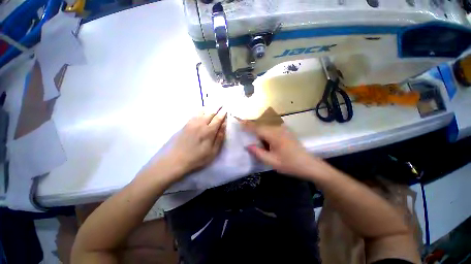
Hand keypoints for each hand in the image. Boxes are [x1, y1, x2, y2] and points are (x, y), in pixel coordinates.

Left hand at [167, 107, 226, 175]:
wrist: (176, 159)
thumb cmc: (197, 157)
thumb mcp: (212, 151)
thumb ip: (219, 137)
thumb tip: (224, 125)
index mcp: (209, 131)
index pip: (218, 119)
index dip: (223, 114)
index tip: (226, 109)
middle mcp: (201, 124)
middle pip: (210, 113)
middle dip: (217, 107)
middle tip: (221, 103)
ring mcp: (192, 123)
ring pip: (202, 111)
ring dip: (209, 107)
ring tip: (213, 104)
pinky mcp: (186, 124)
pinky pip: (195, 114)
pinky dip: (201, 110)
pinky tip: (202, 109)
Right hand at [241, 121, 323, 179]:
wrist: (309, 165)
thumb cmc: (290, 164)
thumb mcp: (272, 161)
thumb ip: (258, 153)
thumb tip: (248, 146)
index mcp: (274, 135)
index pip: (258, 127)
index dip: (247, 125)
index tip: (239, 122)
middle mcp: (278, 129)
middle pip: (262, 122)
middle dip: (252, 122)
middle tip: (243, 124)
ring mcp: (283, 129)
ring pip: (267, 122)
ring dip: (258, 123)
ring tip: (250, 127)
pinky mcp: (286, 131)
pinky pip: (272, 124)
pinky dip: (265, 125)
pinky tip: (262, 132)